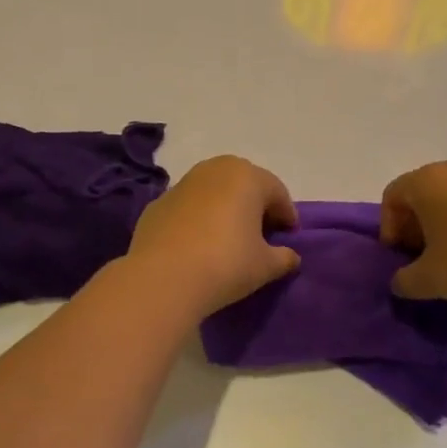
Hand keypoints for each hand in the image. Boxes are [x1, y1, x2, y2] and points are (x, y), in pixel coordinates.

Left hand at [128, 156, 300, 316]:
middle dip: (255, 206)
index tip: (289, 239)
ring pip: (212, 192)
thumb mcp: (266, 266)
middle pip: (243, 185)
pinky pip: (188, 208)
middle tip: (261, 235)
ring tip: (228, 240)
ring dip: (224, 209)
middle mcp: (213, 170)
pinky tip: (197, 245)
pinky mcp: (157, 204)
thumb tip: (289, 256)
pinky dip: (197, 220)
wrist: (163, 277)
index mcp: (246, 176)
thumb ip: (284, 257)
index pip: (277, 192)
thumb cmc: (226, 264)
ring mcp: (181, 184)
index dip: (287, 216)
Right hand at [380, 159, 446, 307]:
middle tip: (422, 257)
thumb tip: (400, 281)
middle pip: (422, 192)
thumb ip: (404, 280)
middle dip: (416, 225)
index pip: (392, 196)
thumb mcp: (430, 280)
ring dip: (444, 222)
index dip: (389, 228)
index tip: (401, 257)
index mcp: (428, 180)